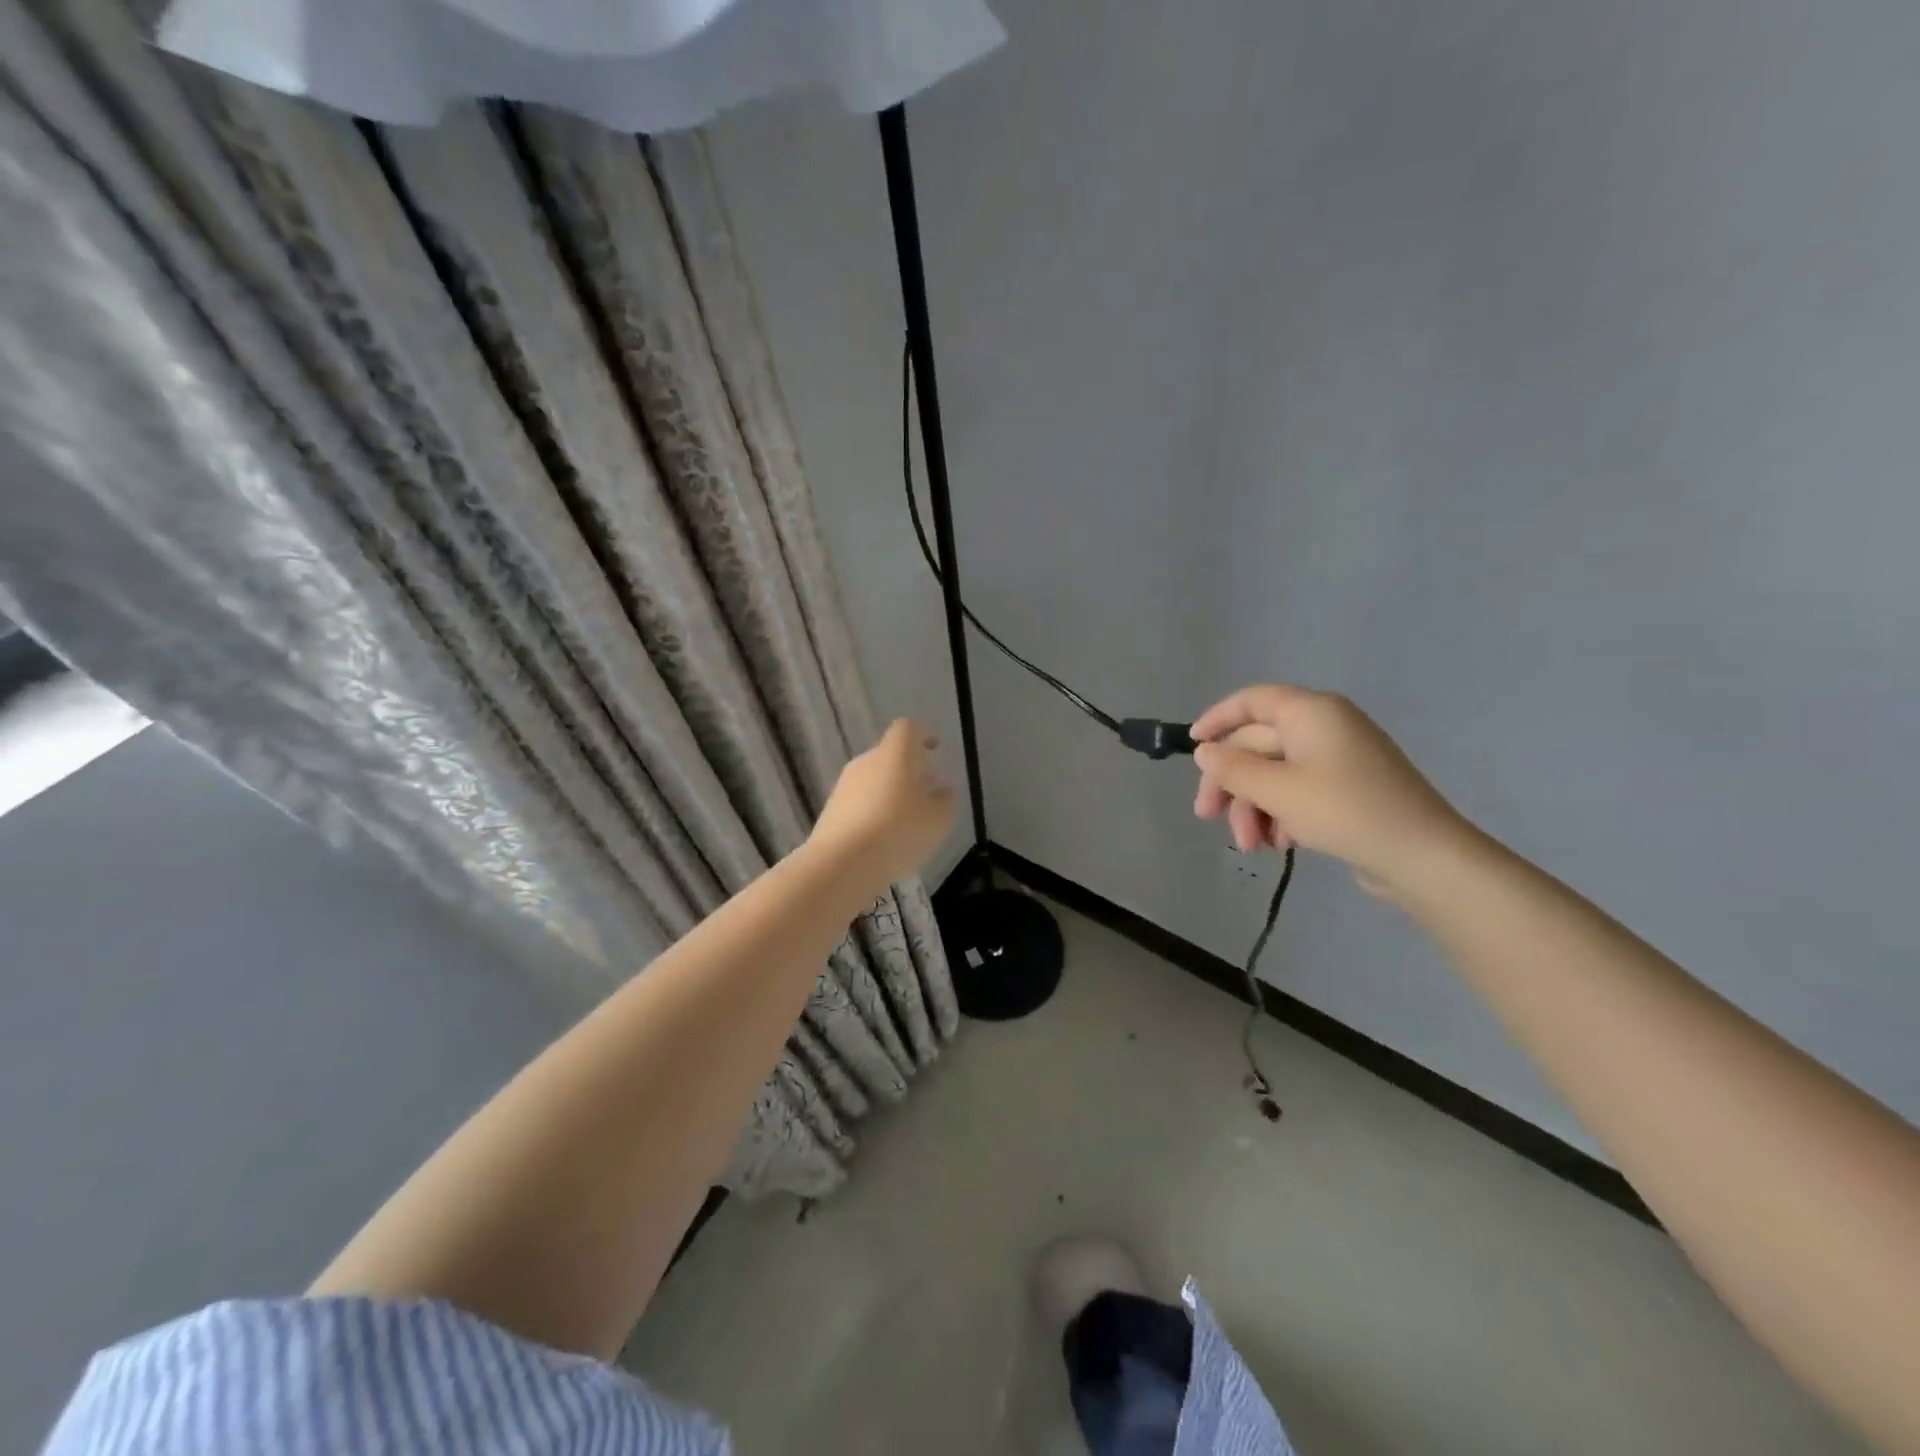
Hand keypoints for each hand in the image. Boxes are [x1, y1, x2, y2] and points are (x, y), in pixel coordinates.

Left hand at [809, 719, 954, 890]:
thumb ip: (945, 801)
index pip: (908, 728)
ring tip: (907, 820)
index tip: (935, 748)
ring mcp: (844, 785)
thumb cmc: (898, 832)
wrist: (841, 863)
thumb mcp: (937, 820)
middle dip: (910, 769)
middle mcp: (866, 761)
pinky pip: (859, 801)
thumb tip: (942, 792)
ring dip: (891, 792)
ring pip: (874, 779)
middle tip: (926, 791)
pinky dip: (874, 811)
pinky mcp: (831, 809)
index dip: (923, 734)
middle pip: (890, 754)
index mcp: (895, 754)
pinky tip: (884, 838)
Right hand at [1191, 684, 1469, 889]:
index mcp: (1310, 712)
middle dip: (1231, 783)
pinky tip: (1281, 845)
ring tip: (1253, 846)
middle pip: (1257, 745)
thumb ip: (1232, 768)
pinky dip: (1281, 815)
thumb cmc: (1345, 811)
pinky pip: (1298, 792)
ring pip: (1274, 774)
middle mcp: (1324, 727)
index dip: (1216, 719)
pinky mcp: (1347, 789)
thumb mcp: (1277, 790)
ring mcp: (1338, 759)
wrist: (1423, 858)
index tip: (1192, 746)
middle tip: (1207, 816)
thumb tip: (1203, 751)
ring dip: (1254, 807)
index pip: (1251, 701)